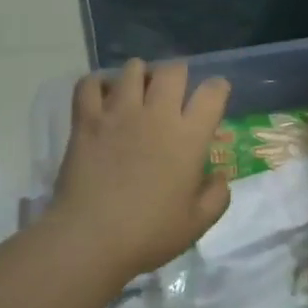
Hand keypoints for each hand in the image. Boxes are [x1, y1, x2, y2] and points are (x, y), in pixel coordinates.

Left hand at [48, 59, 231, 281]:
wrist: (90, 239)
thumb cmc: (149, 234)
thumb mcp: (197, 224)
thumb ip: (217, 196)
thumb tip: (220, 176)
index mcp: (189, 137)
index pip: (212, 92)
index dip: (217, 88)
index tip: (215, 95)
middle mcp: (157, 114)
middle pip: (173, 70)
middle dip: (178, 74)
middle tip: (174, 92)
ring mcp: (119, 112)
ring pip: (133, 69)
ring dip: (140, 75)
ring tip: (138, 91)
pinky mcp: (87, 119)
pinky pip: (89, 84)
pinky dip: (97, 84)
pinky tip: (102, 96)